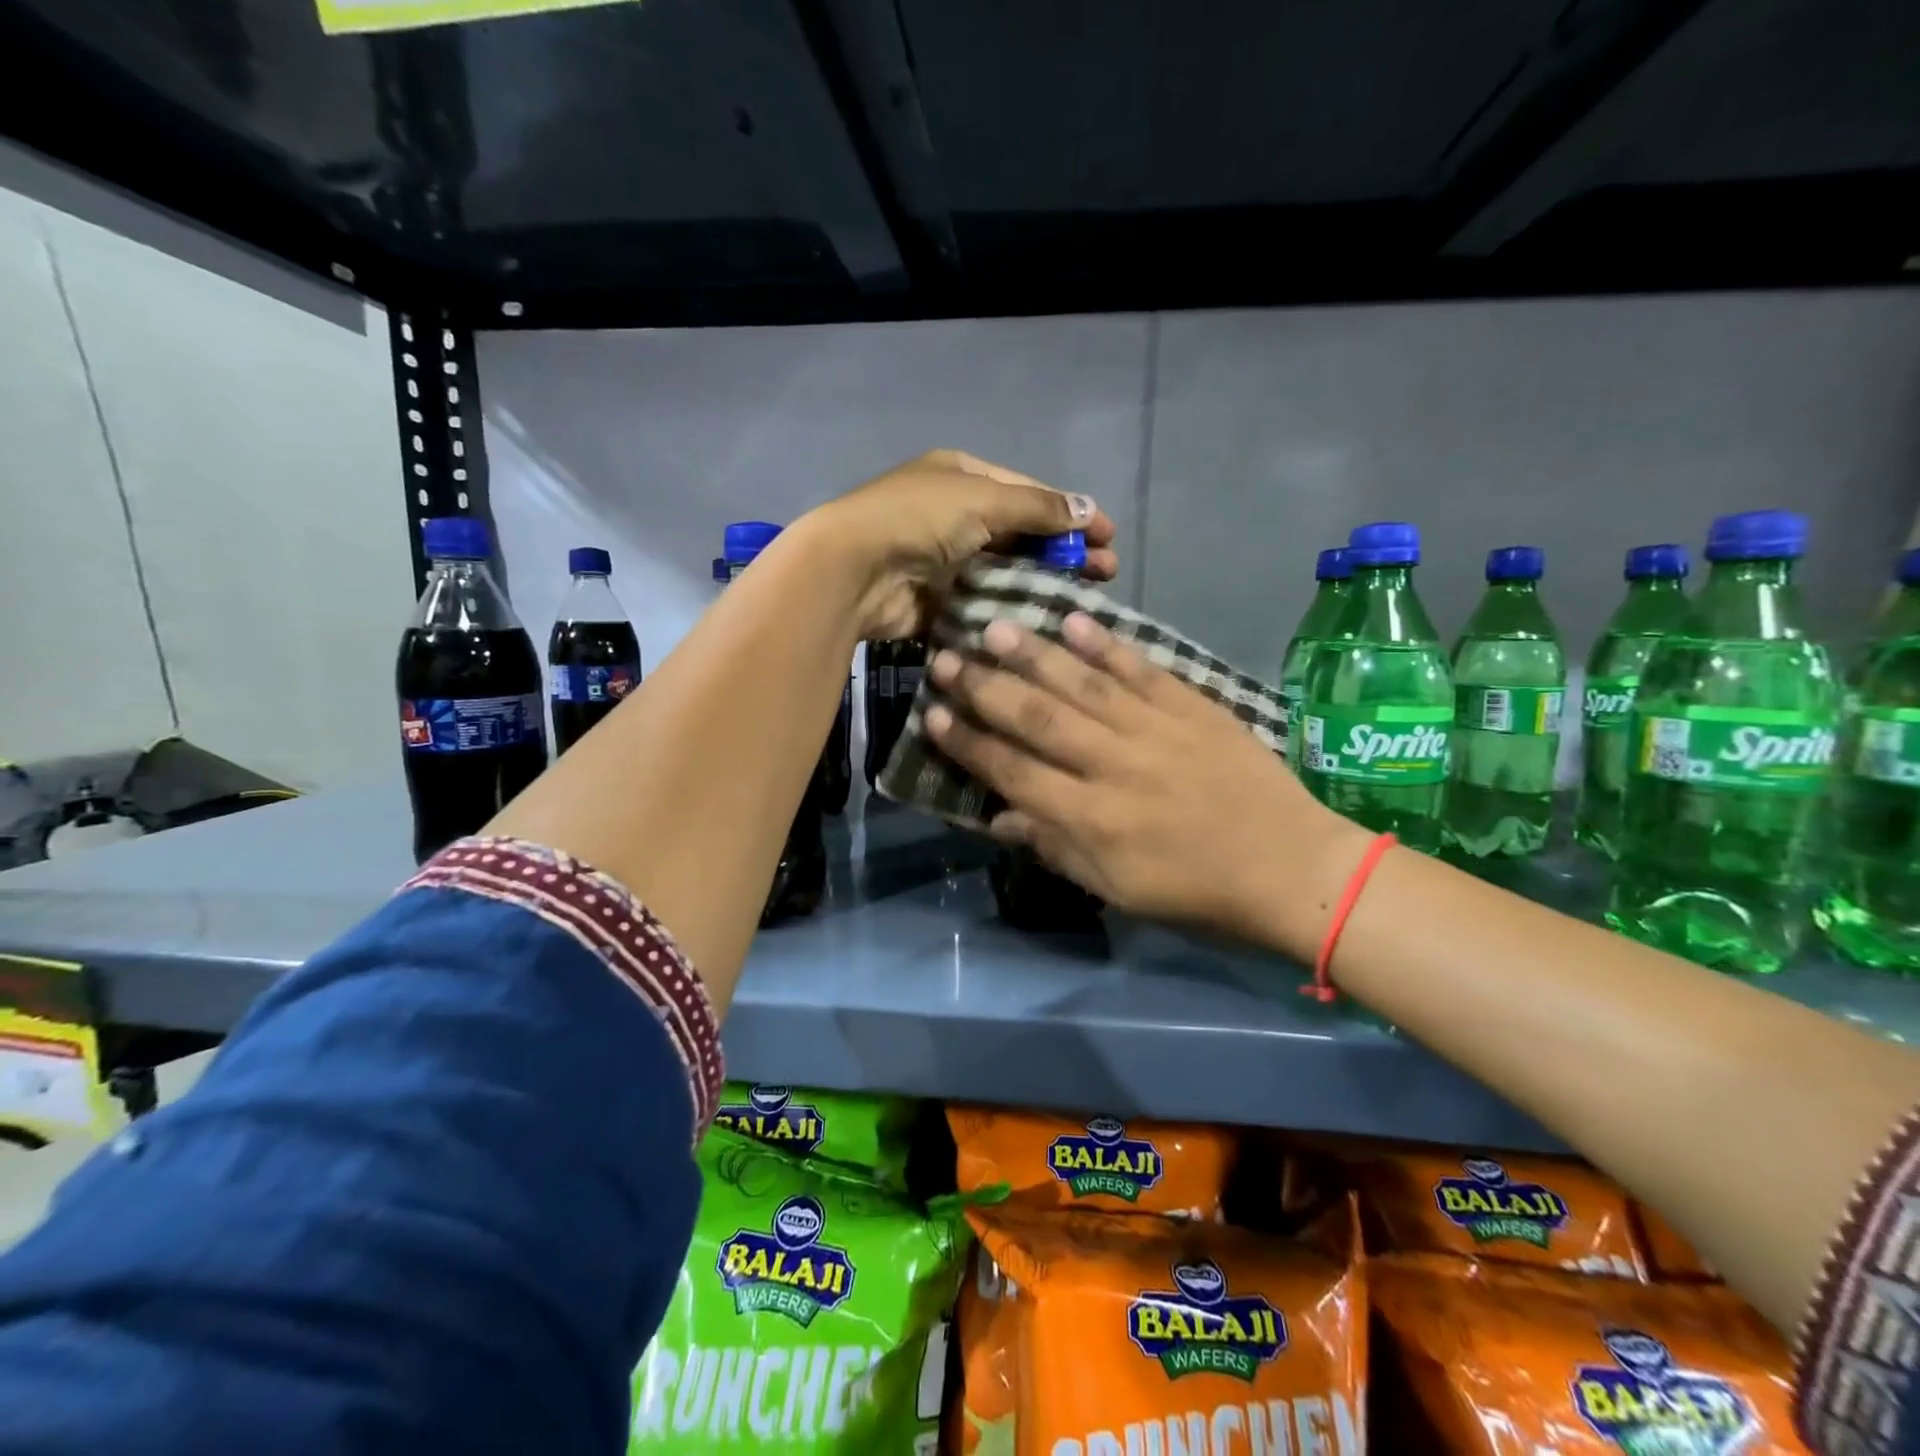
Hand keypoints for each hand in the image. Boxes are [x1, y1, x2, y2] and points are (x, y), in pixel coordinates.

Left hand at [809, 450, 1117, 639]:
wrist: (855, 570)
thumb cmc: (920, 519)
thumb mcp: (984, 499)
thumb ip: (1038, 508)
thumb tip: (1088, 509)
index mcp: (962, 476)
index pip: (1028, 492)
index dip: (1070, 512)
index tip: (1108, 536)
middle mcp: (954, 514)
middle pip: (1020, 533)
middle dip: (1063, 551)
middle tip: (1105, 573)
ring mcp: (945, 559)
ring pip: (1005, 570)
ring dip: (1043, 582)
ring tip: (1083, 600)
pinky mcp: (938, 599)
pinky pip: (984, 602)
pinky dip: (1011, 608)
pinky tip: (1043, 620)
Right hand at [923, 612, 1373, 956]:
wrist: (1293, 869)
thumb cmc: (1198, 893)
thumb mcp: (1118, 891)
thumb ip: (1057, 849)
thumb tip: (1001, 818)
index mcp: (1092, 819)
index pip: (1014, 772)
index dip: (969, 744)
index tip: (932, 716)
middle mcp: (1114, 766)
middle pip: (1037, 719)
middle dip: (984, 688)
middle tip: (944, 659)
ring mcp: (1155, 731)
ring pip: (1082, 685)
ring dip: (1033, 654)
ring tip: (993, 626)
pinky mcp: (1193, 708)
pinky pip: (1141, 670)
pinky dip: (1107, 645)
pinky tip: (1074, 621)